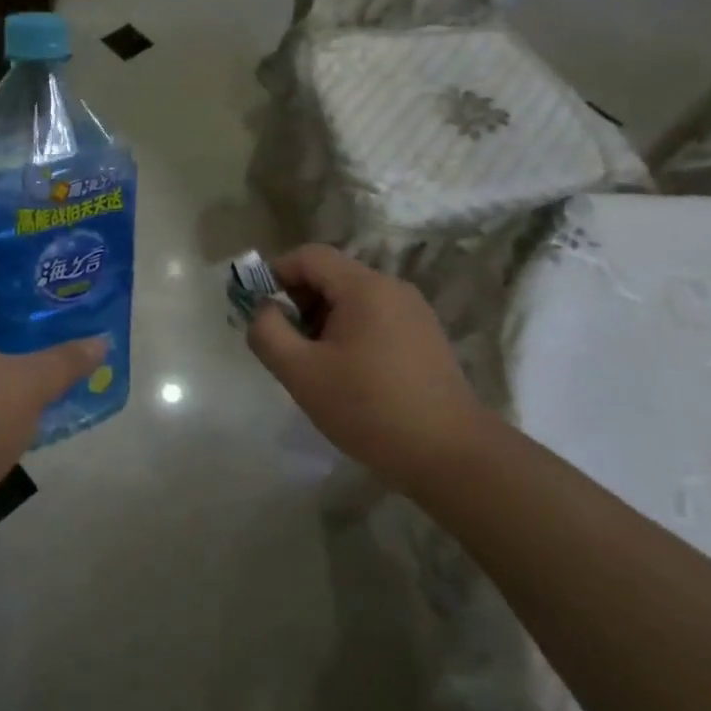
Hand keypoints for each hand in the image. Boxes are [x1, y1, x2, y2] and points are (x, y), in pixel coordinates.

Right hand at [247, 244, 493, 492]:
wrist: (450, 455)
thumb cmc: (369, 408)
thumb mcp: (301, 373)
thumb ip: (268, 332)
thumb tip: (262, 310)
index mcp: (364, 287)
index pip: (308, 256)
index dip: (275, 275)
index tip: (259, 313)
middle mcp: (392, 288)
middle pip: (330, 275)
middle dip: (298, 302)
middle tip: (284, 345)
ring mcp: (413, 312)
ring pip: (351, 299)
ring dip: (321, 321)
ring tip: (313, 365)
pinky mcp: (424, 337)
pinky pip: (373, 319)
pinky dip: (347, 334)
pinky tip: (345, 375)